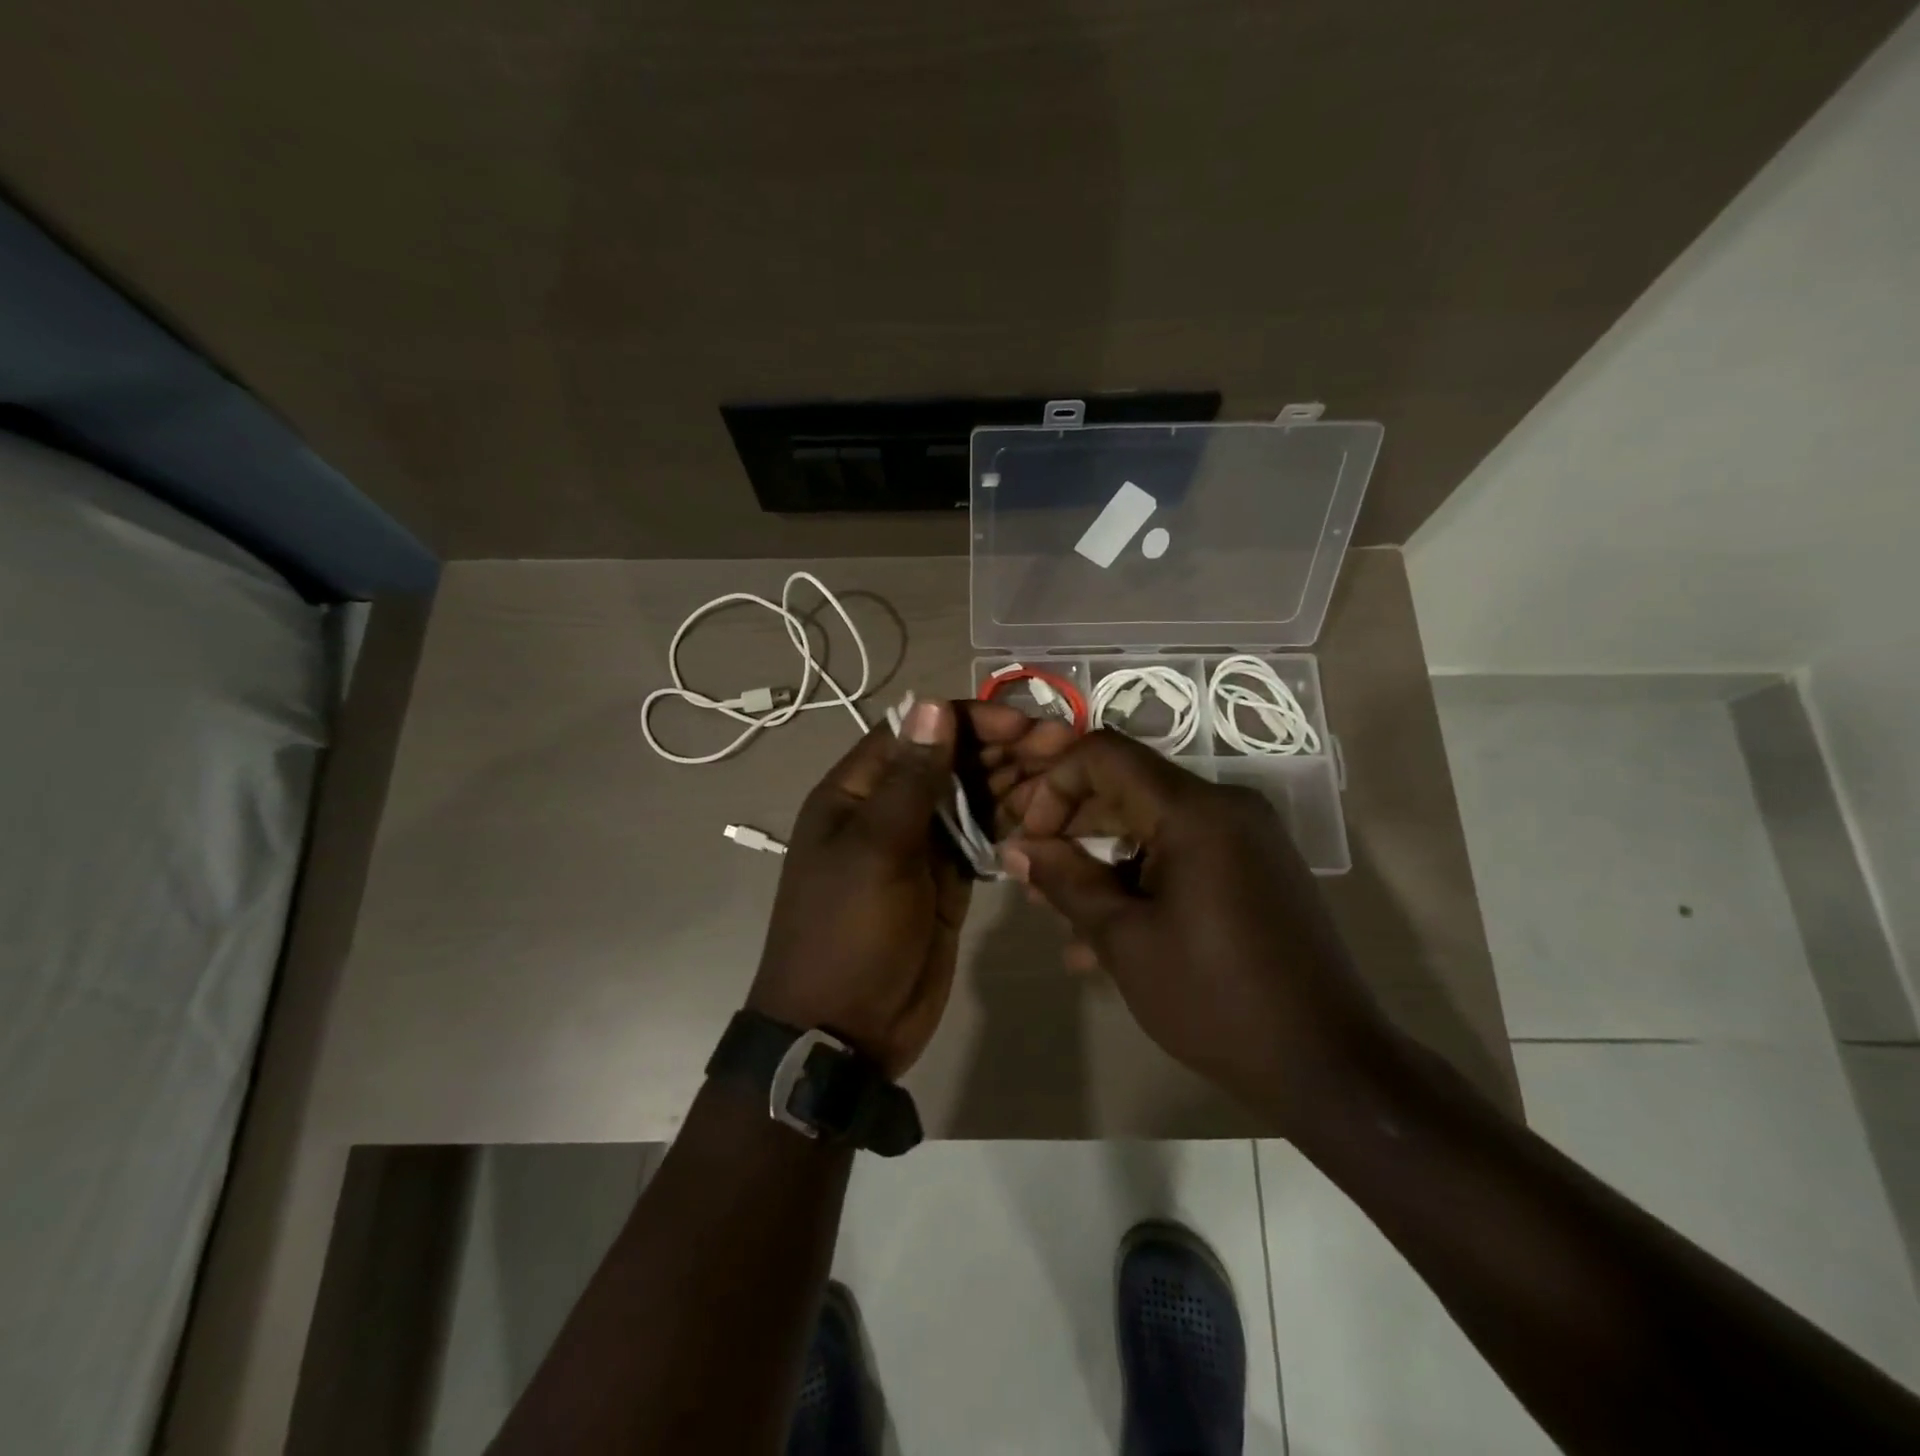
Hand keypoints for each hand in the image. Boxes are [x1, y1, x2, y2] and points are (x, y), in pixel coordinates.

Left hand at [748, 698, 1072, 1077]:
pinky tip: (1048, 813)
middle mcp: (888, 808)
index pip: (915, 732)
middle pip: (949, 761)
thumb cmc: (849, 932)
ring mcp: (920, 845)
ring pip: (971, 797)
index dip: (967, 720)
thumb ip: (910, 779)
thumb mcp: (876, 850)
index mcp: (856, 791)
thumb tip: (930, 704)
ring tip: (1065, 773)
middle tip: (1061, 744)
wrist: (844, 1030)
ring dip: (1013, 781)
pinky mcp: (946, 878)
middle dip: (1002, 748)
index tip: (1020, 724)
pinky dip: (1011, 822)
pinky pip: (981, 837)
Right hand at [995, 730, 1389, 1122]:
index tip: (1033, 840)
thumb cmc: (1215, 999)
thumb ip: (1066, 882)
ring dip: (1103, 865)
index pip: (1105, 754)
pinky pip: (1183, 853)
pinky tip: (1109, 939)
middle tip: (1037, 882)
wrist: (1328, 1064)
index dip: (1055, 786)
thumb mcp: (1125, 940)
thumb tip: (1017, 849)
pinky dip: (1142, 880)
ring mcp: (1246, 837)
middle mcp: (1226, 807)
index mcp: (1196, 811)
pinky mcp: (1255, 867)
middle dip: (1073, 831)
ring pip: (1151, 827)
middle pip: (1128, 788)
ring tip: (1066, 922)